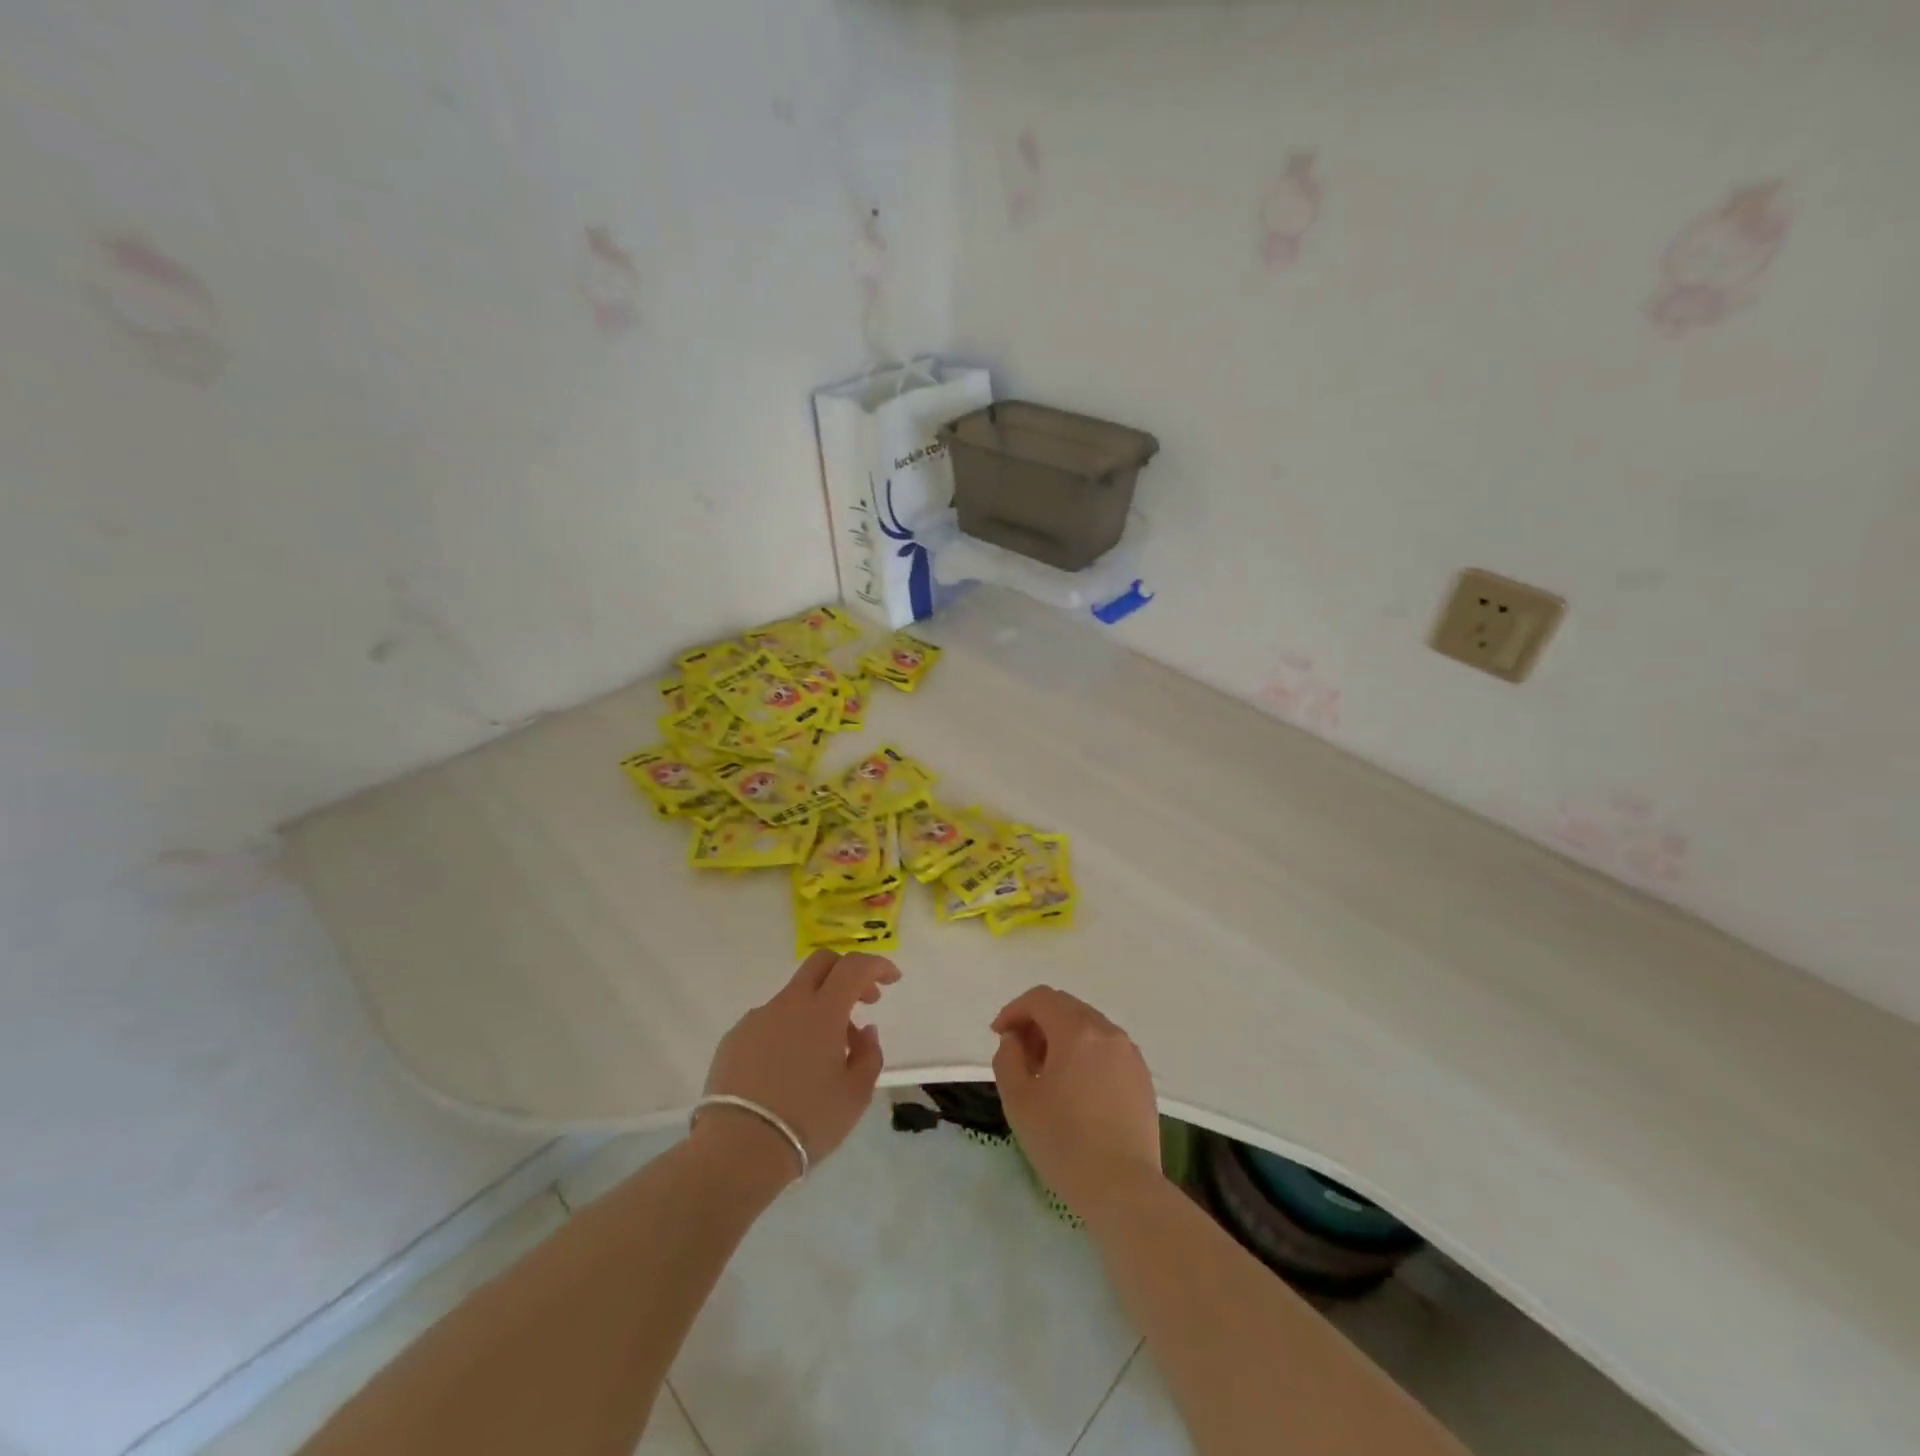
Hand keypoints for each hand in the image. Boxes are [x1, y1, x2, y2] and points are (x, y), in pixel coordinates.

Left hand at [697, 950, 899, 1181]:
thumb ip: (869, 1055)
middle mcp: (789, 1003)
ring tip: (824, 1051)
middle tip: (862, 1000)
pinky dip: (788, 1029)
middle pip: (821, 963)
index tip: (892, 979)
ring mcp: (758, 1018)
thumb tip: (864, 1031)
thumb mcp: (855, 1095)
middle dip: (847, 972)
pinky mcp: (735, 1038)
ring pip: (795, 995)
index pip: (855, 967)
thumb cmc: (807, 1120)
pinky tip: (788, 1065)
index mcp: (823, 1011)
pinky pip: (770, 1020)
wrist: (738, 1149)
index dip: (878, 965)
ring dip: (817, 1008)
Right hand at [991, 985, 1161, 1215]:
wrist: (1123, 1190)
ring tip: (1047, 1074)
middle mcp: (1107, 1032)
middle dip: (1038, 1022)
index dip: (1014, 1010)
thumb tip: (1015, 1040)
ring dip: (1062, 1037)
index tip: (999, 1036)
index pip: (1041, 999)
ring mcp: (1130, 1053)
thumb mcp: (1018, 1101)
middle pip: (1066, 1007)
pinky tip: (1077, 1089)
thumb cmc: (1064, 1143)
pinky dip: (1085, 1053)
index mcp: (1077, 1031)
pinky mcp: (1142, 1076)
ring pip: (1088, 1026)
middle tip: (1021, 1055)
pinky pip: (1107, 1048)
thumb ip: (1008, 1058)